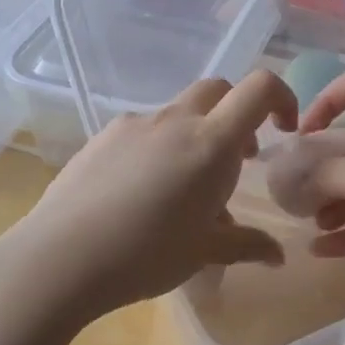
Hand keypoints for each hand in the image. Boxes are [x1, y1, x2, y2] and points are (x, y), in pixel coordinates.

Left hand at [0, 71, 298, 325]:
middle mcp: (175, 120)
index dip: (281, 97)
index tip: (283, 129)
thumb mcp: (204, 254)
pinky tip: (142, 192)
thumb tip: (277, 255)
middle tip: (237, 159)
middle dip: (237, 114)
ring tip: (185, 189)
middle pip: (218, 90)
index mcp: (210, 142)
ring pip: (179, 112)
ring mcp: (135, 123)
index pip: (259, 88)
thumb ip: (246, 245)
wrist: (60, 257)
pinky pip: (145, 129)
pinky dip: (160, 146)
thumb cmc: (145, 255)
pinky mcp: (103, 135)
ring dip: (196, 135)